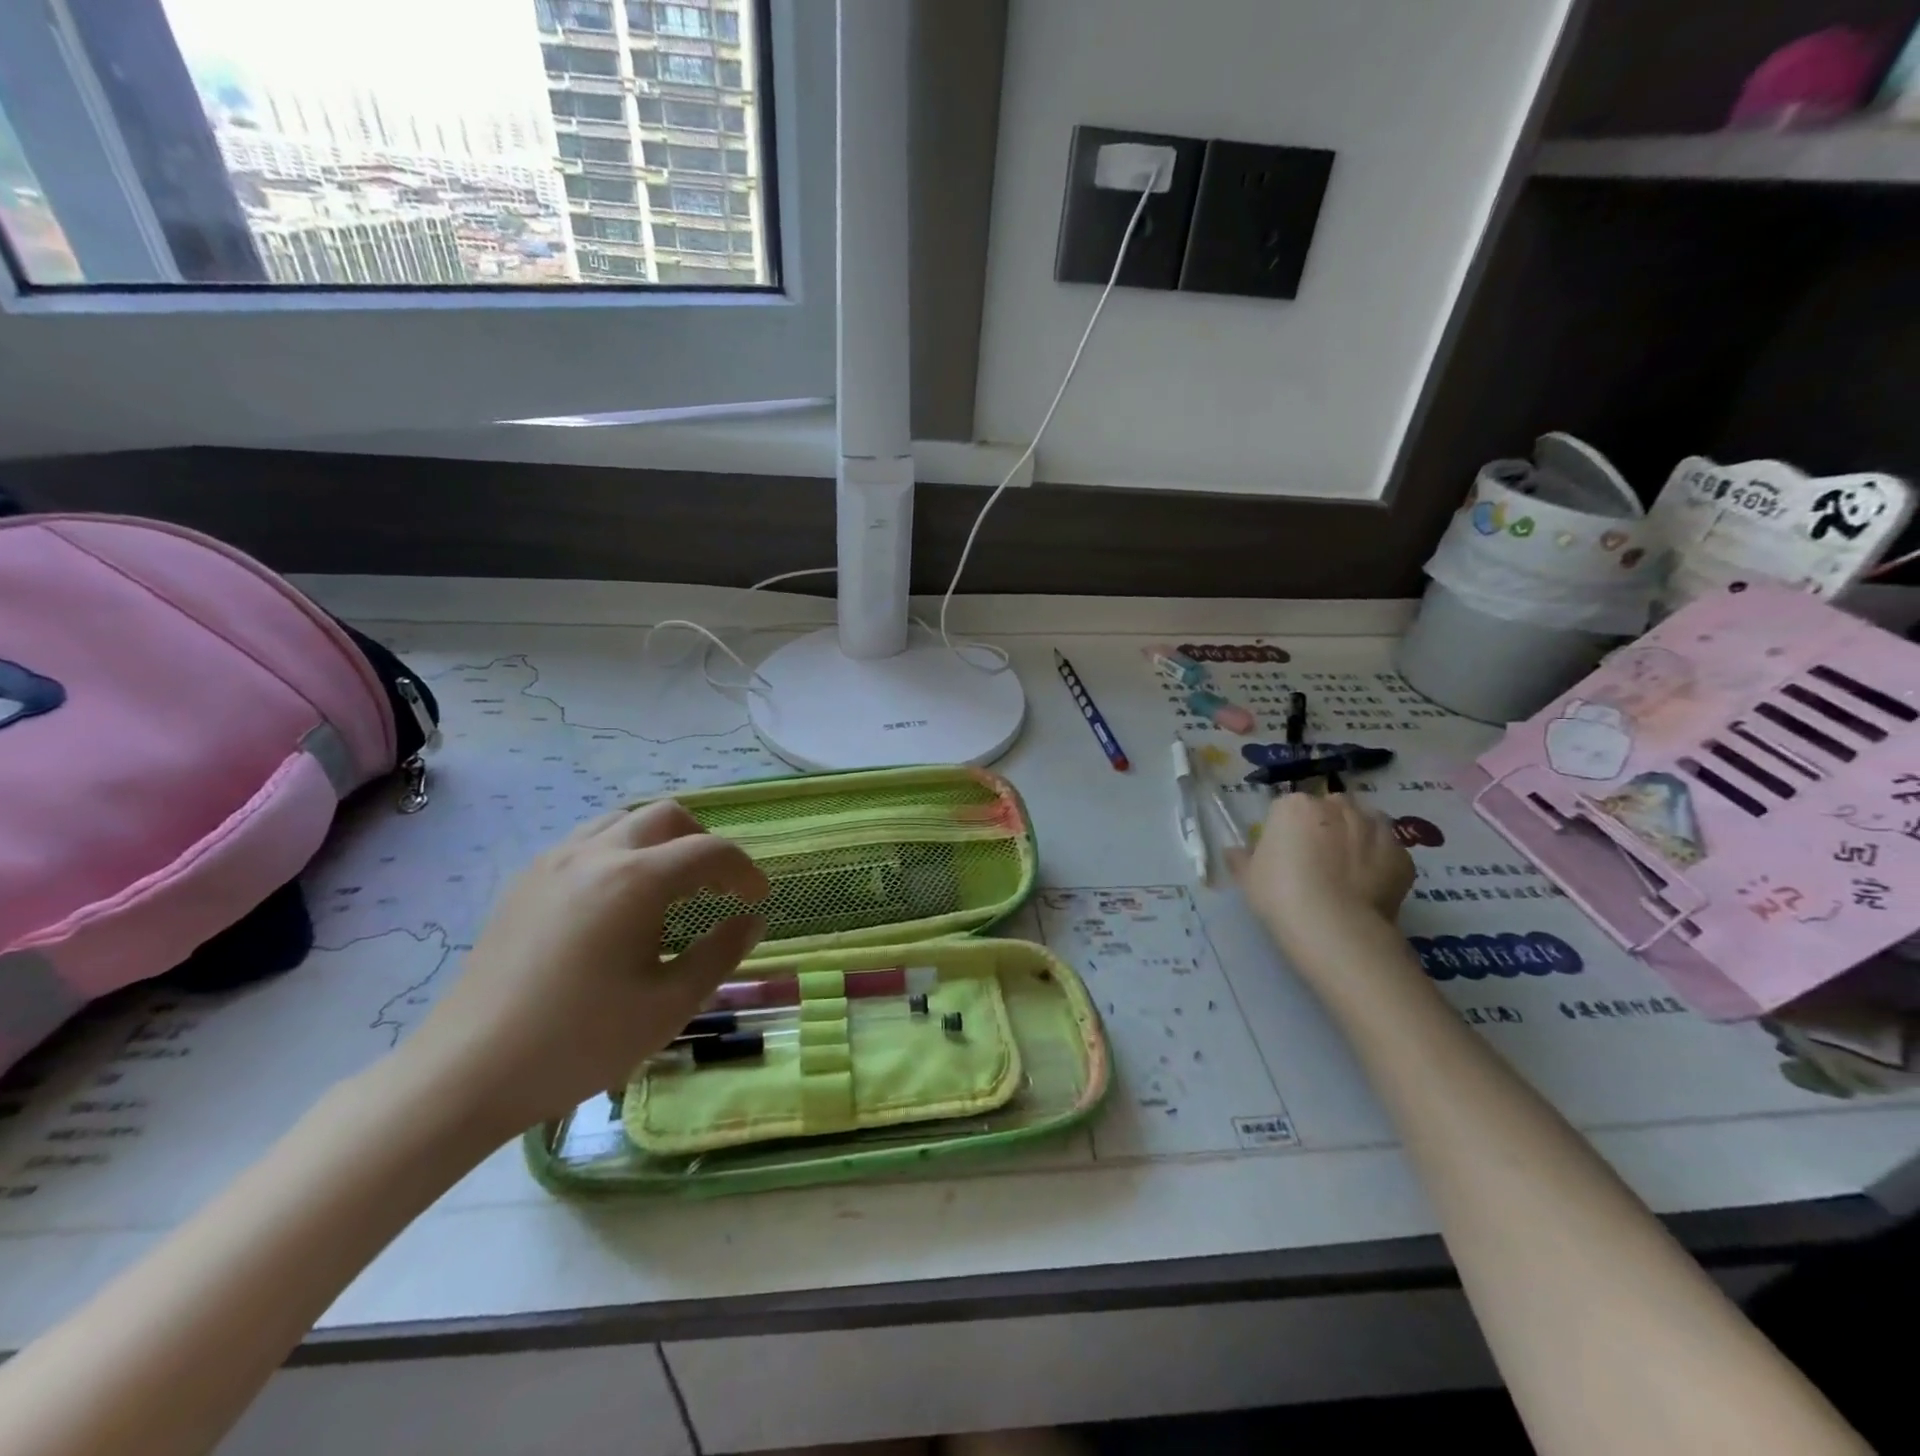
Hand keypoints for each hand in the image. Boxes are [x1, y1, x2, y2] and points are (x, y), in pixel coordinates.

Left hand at [402, 802, 769, 1135]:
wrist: (467, 1072)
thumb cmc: (580, 1041)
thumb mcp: (669, 1005)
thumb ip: (720, 954)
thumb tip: (751, 920)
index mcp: (637, 880)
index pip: (710, 851)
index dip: (743, 871)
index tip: (756, 900)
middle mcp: (596, 854)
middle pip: (667, 816)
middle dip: (703, 843)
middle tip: (715, 888)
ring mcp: (554, 863)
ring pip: (622, 820)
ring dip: (659, 842)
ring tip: (669, 888)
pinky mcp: (525, 882)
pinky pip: (586, 841)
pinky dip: (620, 852)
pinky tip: (617, 903)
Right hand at [1228, 790, 1413, 951]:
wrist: (1335, 927)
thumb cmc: (1280, 895)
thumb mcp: (1248, 879)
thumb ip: (1241, 859)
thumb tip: (1233, 851)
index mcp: (1294, 806)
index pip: (1287, 809)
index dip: (1286, 831)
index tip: (1284, 855)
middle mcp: (1336, 807)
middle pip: (1329, 808)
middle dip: (1325, 826)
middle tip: (1316, 860)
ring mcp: (1374, 828)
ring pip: (1364, 823)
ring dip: (1357, 837)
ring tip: (1347, 871)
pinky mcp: (1402, 855)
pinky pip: (1388, 852)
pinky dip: (1380, 863)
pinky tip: (1369, 887)